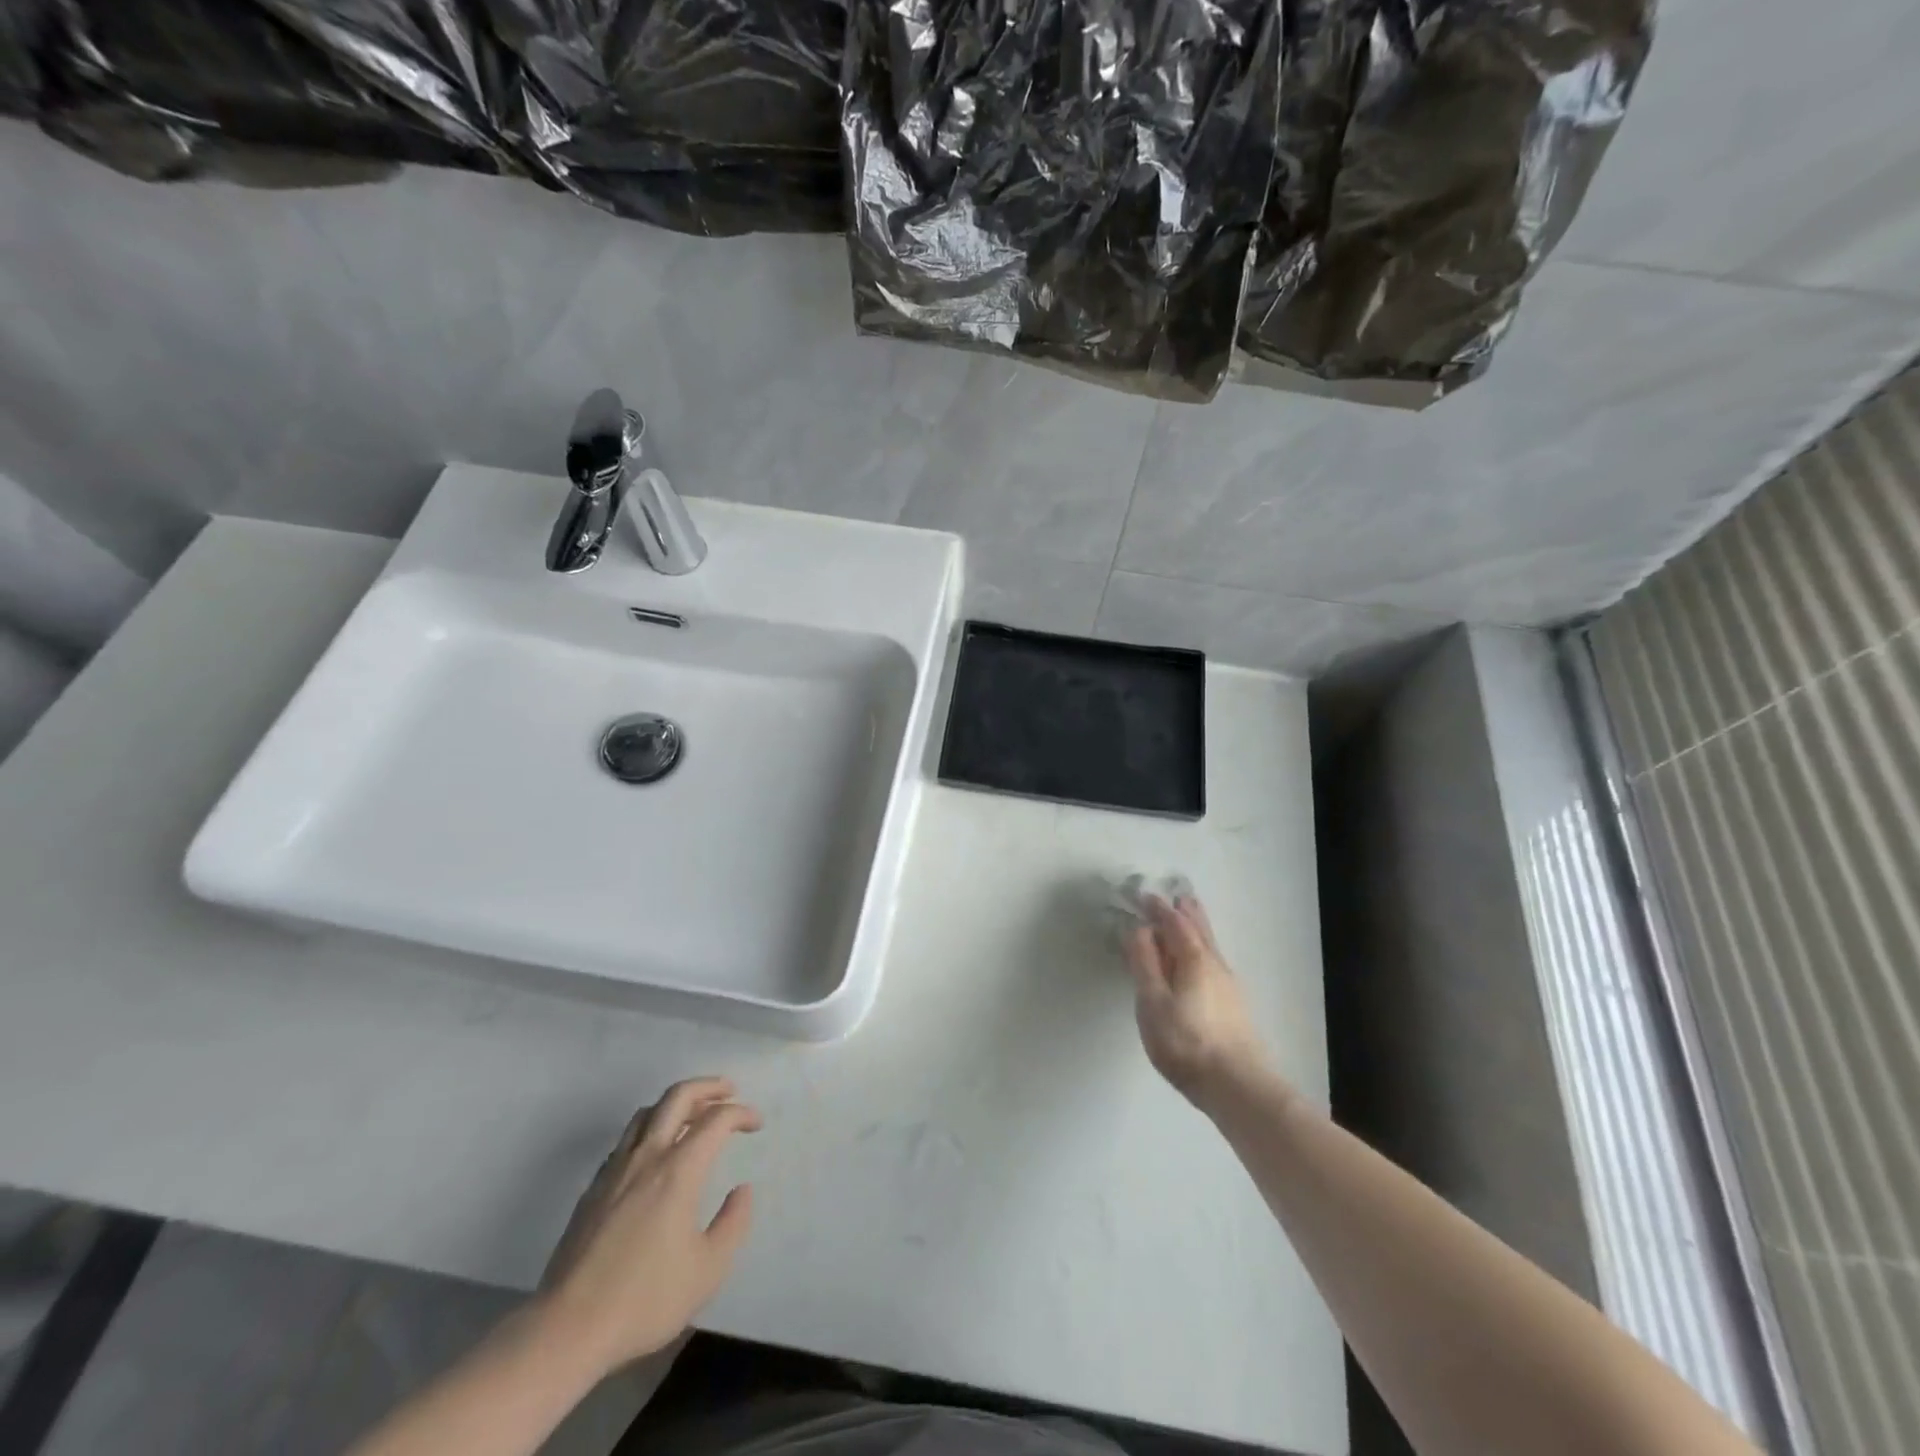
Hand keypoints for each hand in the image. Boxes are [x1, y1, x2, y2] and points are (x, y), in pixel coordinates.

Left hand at [536, 1077, 760, 1378]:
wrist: (567, 1329)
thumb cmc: (645, 1300)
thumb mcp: (707, 1270)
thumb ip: (733, 1223)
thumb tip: (742, 1190)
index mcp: (678, 1171)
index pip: (716, 1120)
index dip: (741, 1113)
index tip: (756, 1124)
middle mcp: (647, 1157)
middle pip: (678, 1097)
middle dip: (708, 1087)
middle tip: (729, 1091)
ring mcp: (614, 1171)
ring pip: (647, 1112)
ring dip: (676, 1103)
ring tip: (694, 1115)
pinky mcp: (593, 1189)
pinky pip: (626, 1140)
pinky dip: (649, 1130)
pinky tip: (655, 1153)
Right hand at [1124, 894, 1271, 1111]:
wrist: (1238, 1087)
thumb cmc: (1187, 1042)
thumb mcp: (1153, 1002)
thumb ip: (1144, 963)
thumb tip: (1139, 929)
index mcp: (1193, 958)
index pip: (1174, 923)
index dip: (1158, 908)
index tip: (1144, 894)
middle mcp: (1214, 964)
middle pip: (1200, 929)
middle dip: (1186, 911)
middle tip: (1178, 894)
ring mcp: (1228, 985)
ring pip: (1209, 945)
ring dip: (1197, 927)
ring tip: (1189, 917)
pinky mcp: (1232, 1005)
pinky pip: (1212, 961)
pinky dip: (1201, 947)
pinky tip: (1199, 961)